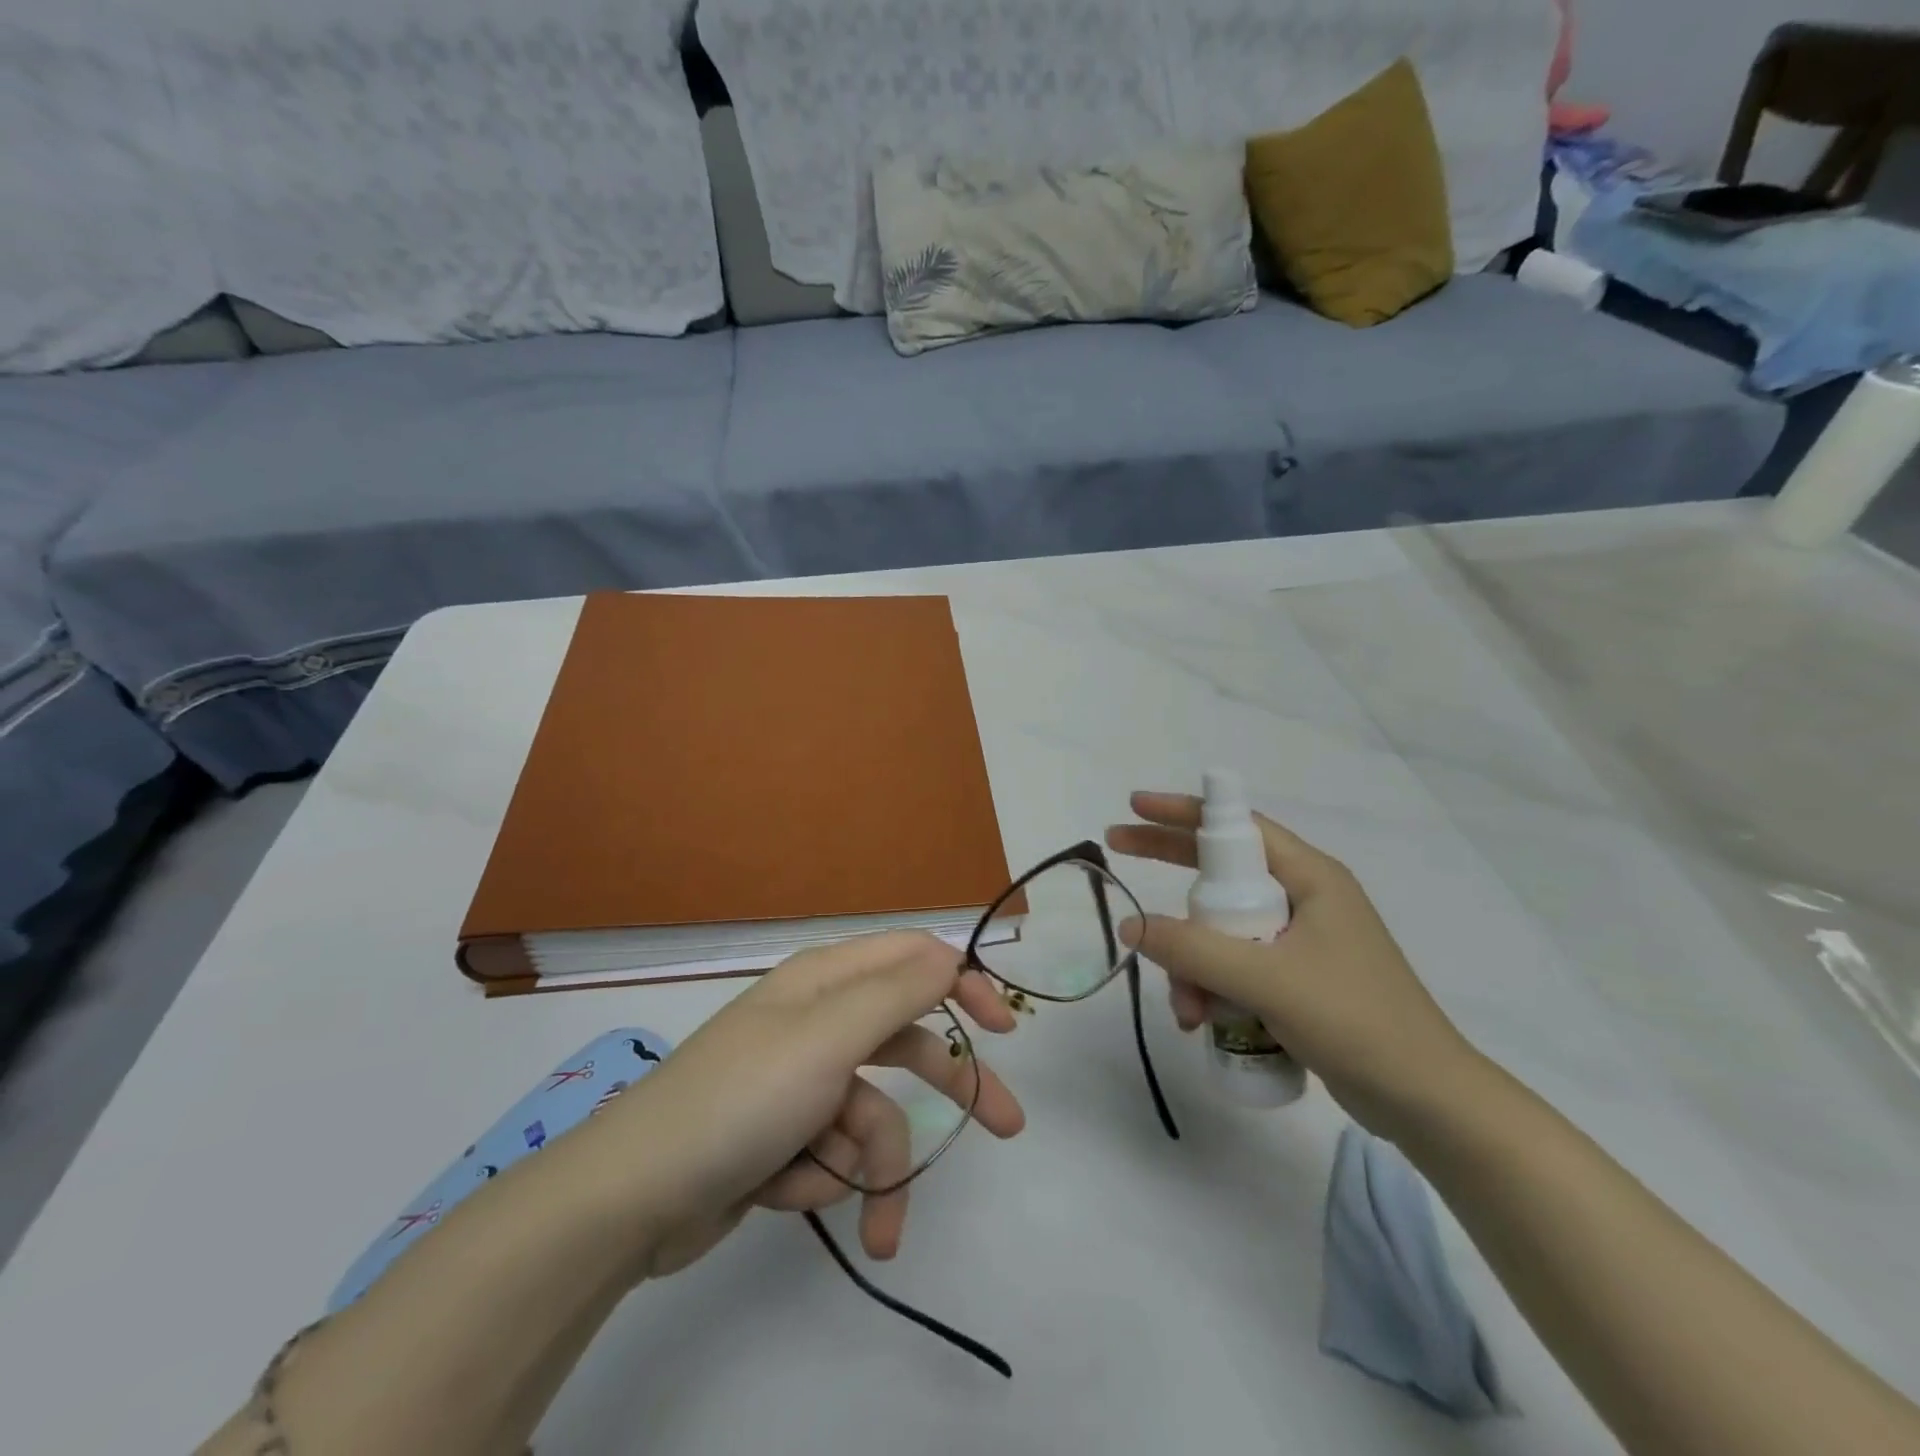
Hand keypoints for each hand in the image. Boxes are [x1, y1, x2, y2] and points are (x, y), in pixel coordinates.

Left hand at [589, 931, 1024, 1278]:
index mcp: (826, 981)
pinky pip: (832, 1150)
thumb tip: (950, 954)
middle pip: (906, 1040)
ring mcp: (799, 1080)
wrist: (633, 1197)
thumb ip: (897, 993)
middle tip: (1007, 1126)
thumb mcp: (829, 1037)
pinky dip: (822, 1176)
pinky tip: (784, 1190)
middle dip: (949, 1086)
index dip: (963, 984)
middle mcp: (817, 1020)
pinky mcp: (782, 1133)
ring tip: (875, 1222)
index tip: (1004, 1029)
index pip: (913, 958)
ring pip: (872, 1112)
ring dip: (873, 1166)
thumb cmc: (743, 1099)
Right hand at [1106, 791, 1480, 1136]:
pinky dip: (1213, 987)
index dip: (1183, 813)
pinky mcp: (1296, 980)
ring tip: (1187, 1011)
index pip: (1237, 826)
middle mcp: (1304, 899)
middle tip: (1119, 857)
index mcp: (1310, 878)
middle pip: (1221, 873)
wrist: (1427, 1103)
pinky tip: (1202, 1022)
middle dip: (1171, 878)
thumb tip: (1132, 926)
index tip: (1135, 807)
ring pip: (1222, 930)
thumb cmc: (1356, 1022)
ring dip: (1193, 964)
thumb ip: (1195, 950)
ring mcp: (1300, 941)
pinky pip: (1236, 966)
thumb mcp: (1268, 980)